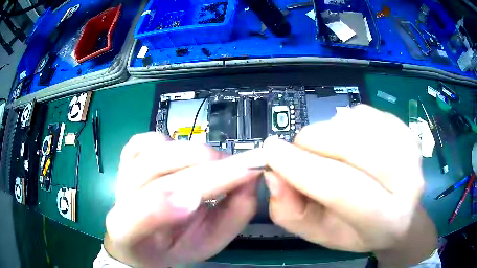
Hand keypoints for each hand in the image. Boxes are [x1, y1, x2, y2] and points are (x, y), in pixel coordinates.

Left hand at [105, 132, 262, 266]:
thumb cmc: (177, 245)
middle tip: (240, 169)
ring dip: (196, 155)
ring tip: (217, 166)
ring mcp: (121, 173)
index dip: (167, 206)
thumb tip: (250, 180)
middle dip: (205, 169)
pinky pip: (148, 139)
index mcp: (130, 233)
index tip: (205, 195)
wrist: (144, 239)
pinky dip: (173, 142)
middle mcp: (119, 200)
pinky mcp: (126, 157)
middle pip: (155, 175)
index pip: (139, 217)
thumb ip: (233, 217)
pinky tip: (183, 157)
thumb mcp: (211, 243)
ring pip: (156, 152)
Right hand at [263, 105, 436, 264]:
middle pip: (352, 147)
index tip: (270, 151)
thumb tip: (274, 176)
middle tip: (298, 151)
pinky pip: (365, 113)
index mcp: (387, 220)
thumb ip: (291, 213)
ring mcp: (410, 150)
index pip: (343, 189)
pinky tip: (347, 141)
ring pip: (357, 123)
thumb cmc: (357, 231)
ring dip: (328, 132)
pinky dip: (345, 122)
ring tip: (326, 151)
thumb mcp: (319, 234)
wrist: (399, 215)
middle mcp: (408, 182)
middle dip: (313, 142)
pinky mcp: (406, 130)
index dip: (302, 168)